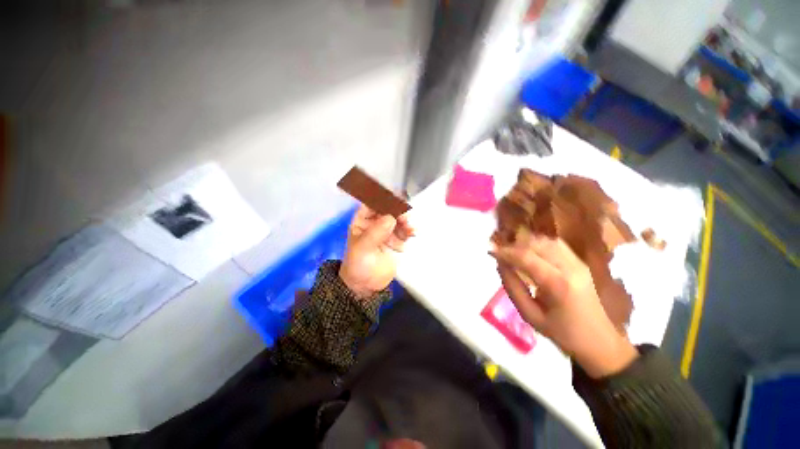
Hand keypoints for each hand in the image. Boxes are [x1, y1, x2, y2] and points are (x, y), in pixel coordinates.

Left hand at [339, 205, 413, 299]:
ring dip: (405, 222)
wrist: (366, 286)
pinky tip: (412, 234)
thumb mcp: (363, 248)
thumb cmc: (359, 265)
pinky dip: (409, 231)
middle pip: (388, 210)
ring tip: (409, 230)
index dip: (382, 199)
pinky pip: (404, 231)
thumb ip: (376, 231)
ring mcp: (386, 232)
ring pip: (398, 220)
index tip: (396, 198)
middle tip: (404, 218)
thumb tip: (391, 217)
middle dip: (397, 211)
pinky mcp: (395, 241)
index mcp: (362, 222)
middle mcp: (374, 224)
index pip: (371, 204)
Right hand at [490, 235, 637, 377]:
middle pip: (537, 244)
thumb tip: (500, 264)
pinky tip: (530, 251)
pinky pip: (556, 245)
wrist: (600, 342)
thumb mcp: (530, 315)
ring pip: (547, 240)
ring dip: (526, 242)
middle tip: (500, 252)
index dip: (505, 252)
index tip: (490, 251)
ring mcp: (578, 263)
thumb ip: (512, 287)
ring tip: (512, 251)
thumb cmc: (562, 333)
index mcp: (558, 284)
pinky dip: (539, 243)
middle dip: (514, 245)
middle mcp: (570, 268)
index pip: (526, 257)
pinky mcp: (581, 263)